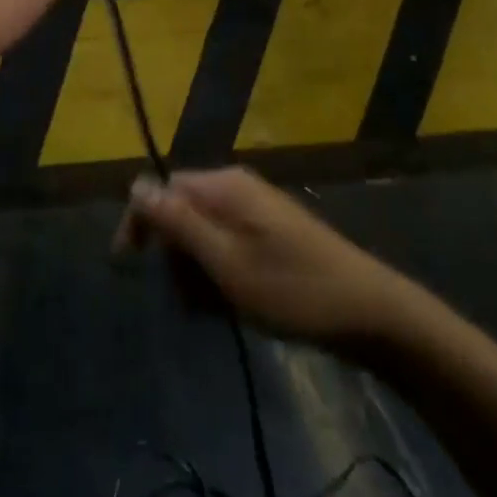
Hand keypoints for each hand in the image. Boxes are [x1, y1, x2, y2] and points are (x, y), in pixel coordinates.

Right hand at [116, 168, 415, 347]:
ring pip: (204, 234)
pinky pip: (228, 246)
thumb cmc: (291, 288)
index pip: (165, 188)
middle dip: (174, 256)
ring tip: (212, 310)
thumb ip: (179, 223)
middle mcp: (238, 188)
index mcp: (226, 186)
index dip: (143, 222)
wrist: (367, 311)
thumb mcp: (226, 261)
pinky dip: (220, 275)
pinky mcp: (271, 234)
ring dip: (196, 271)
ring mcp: (258, 211)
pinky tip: (231, 307)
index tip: (129, 266)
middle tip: (187, 300)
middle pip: (183, 211)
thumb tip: (135, 185)